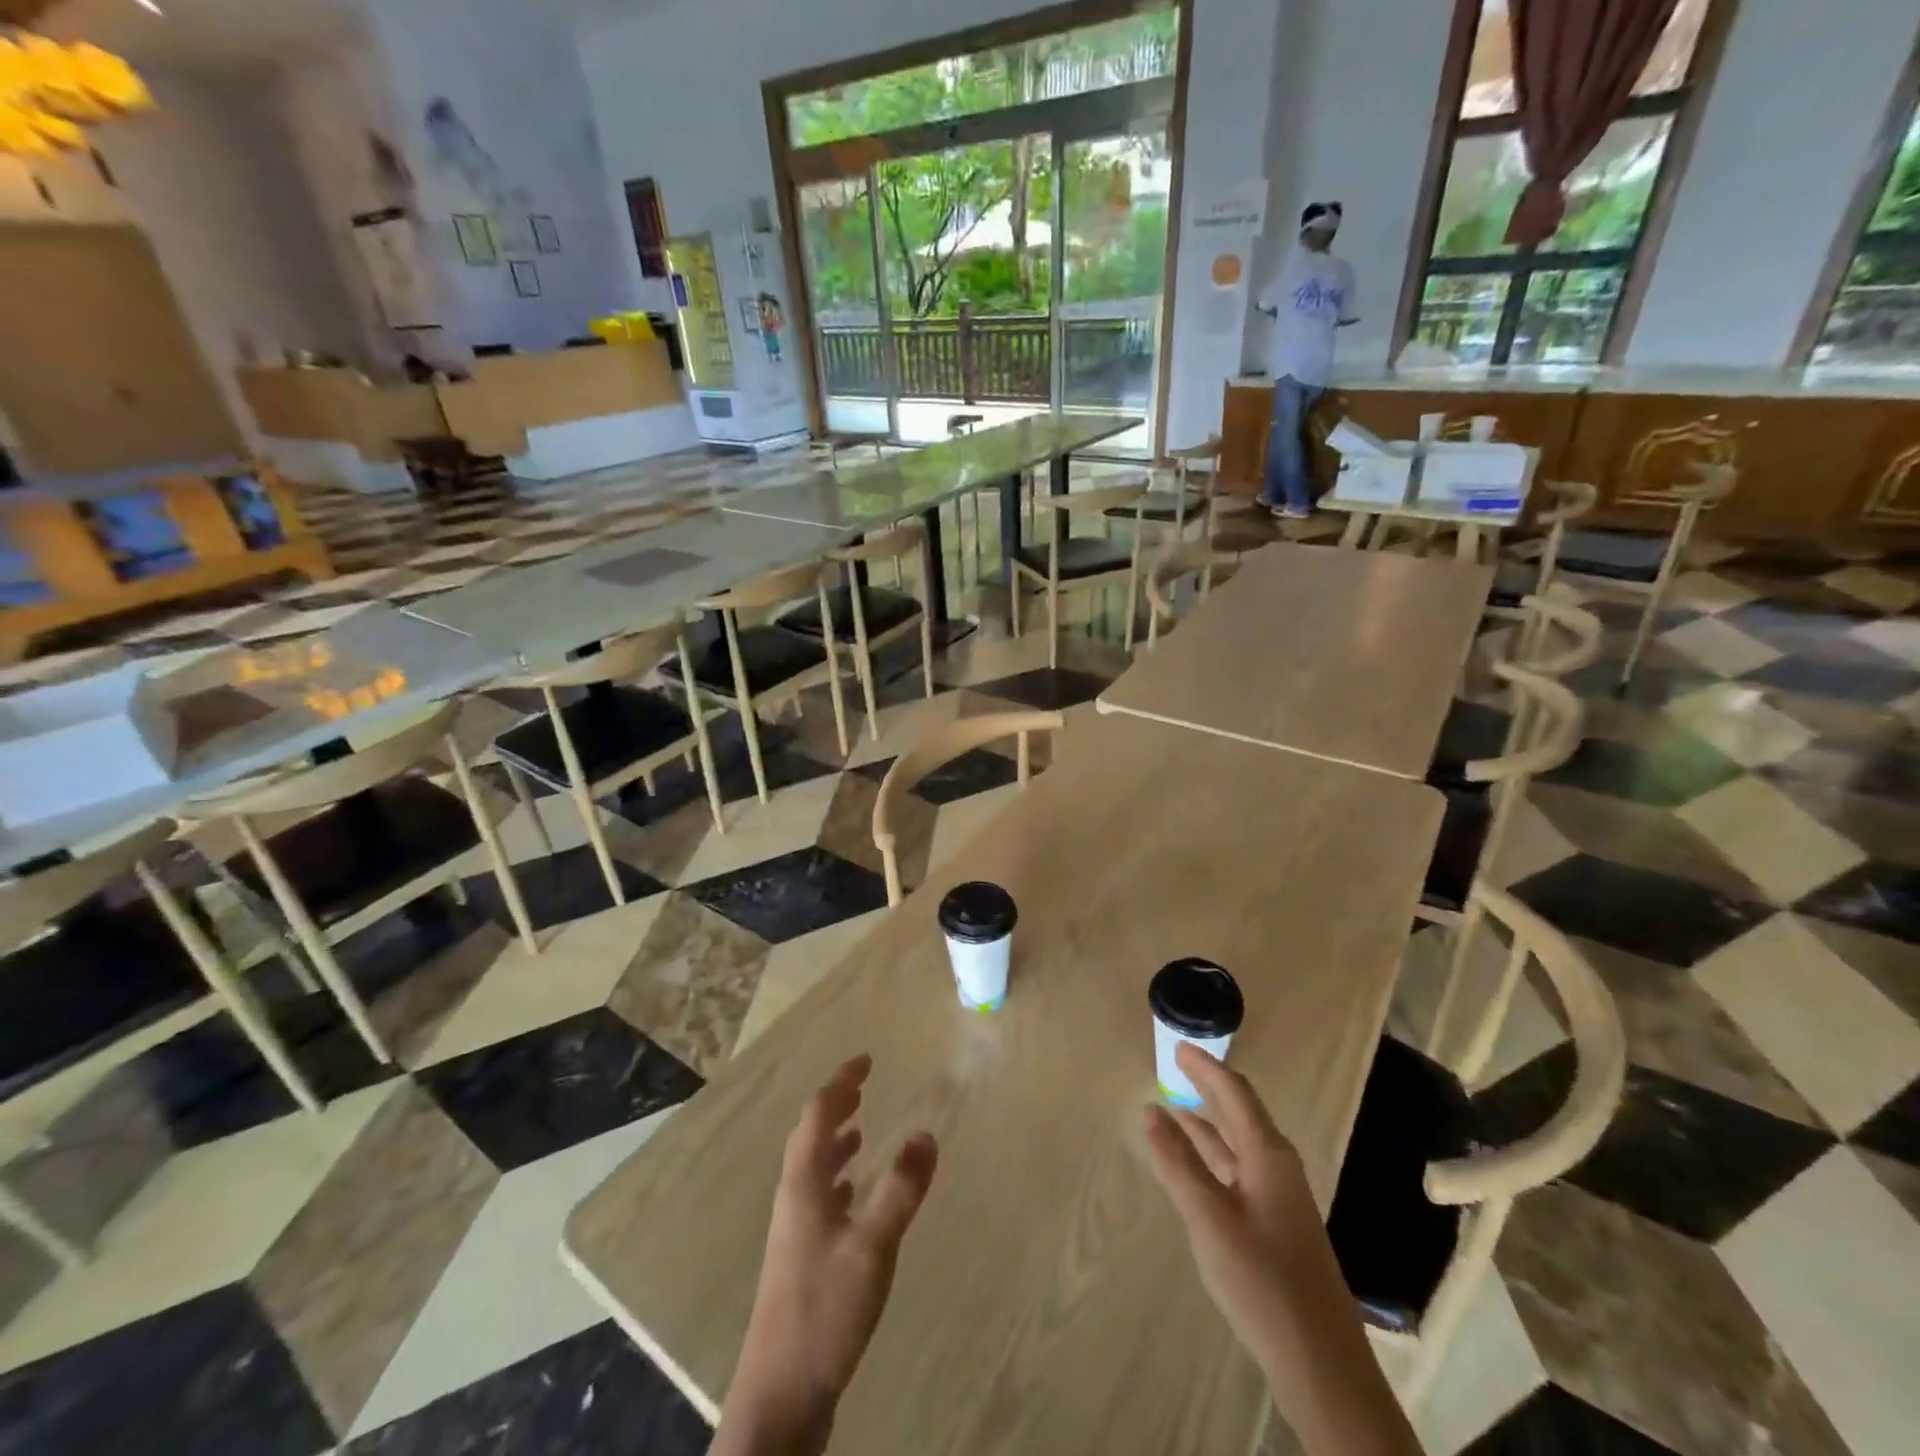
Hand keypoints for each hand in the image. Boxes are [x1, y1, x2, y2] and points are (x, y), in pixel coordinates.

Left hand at [720, 1056, 938, 1452]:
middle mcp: (793, 1198)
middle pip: (810, 1136)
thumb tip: (926, 1132)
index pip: (817, 1115)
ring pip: (812, 1167)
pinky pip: (817, 1196)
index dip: (840, 1083)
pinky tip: (852, 1193)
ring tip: (858, 1128)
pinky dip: (836, 1178)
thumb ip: (900, 1190)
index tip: (865, 1060)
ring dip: (833, 1140)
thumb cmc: (824, 1311)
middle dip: (836, 1105)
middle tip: (863, 1084)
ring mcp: (794, 1230)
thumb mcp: (872, 1247)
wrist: (780, 1395)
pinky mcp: (800, 1258)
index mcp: (803, 1184)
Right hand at [1142, 1042, 1336, 1371]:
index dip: (1205, 1068)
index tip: (1178, 1046)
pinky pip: (1238, 1170)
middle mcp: (1277, 1167)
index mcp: (1268, 1155)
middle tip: (1177, 1065)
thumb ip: (1178, 1163)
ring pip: (1238, 1144)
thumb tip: (1151, 1111)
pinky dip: (1213, 1156)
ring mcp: (1279, 1197)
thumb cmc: (1262, 1281)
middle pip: (1241, 1113)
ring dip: (1207, 1123)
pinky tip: (1195, 1165)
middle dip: (1209, 1087)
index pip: (1234, 1094)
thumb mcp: (1209, 1218)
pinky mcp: (1276, 1225)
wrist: (1320, 1363)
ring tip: (1173, 1107)